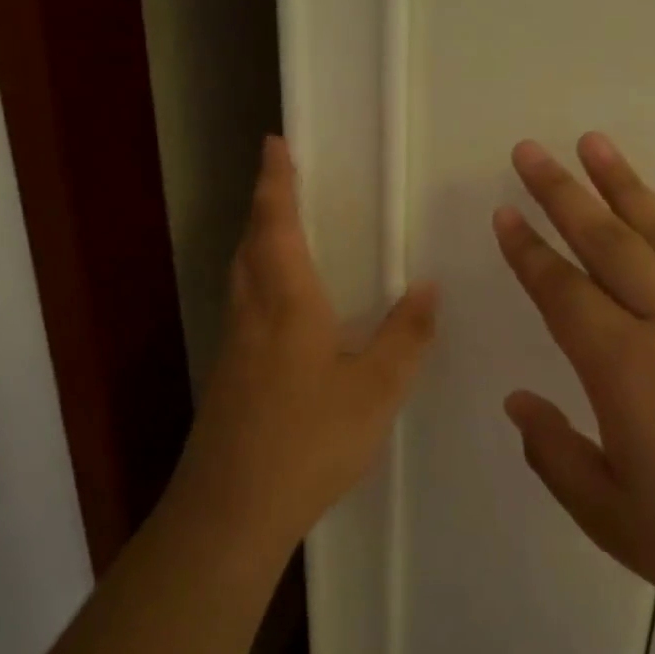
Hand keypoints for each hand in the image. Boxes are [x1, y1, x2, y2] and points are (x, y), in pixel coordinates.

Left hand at [171, 137, 437, 557]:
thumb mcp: (376, 391)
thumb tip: (427, 288)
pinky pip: (243, 306)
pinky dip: (258, 281)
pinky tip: (281, 308)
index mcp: (287, 304)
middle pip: (250, 244)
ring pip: (241, 276)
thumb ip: (405, 337)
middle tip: (281, 180)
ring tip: (281, 230)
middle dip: (264, 206)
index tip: (273, 143)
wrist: (231, 510)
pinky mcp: (227, 376)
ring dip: (257, 241)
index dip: (276, 182)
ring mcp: (233, 346)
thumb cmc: (309, 442)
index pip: (277, 226)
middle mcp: (252, 314)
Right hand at [493, 134, 654, 650]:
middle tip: (531, 150)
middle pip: (609, 242)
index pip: (563, 292)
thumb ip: (556, 456)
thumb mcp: (615, 521)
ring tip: (595, 144)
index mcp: (627, 371)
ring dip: (626, 186)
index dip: (528, 250)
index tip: (505, 211)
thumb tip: (518, 401)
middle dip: (564, 192)